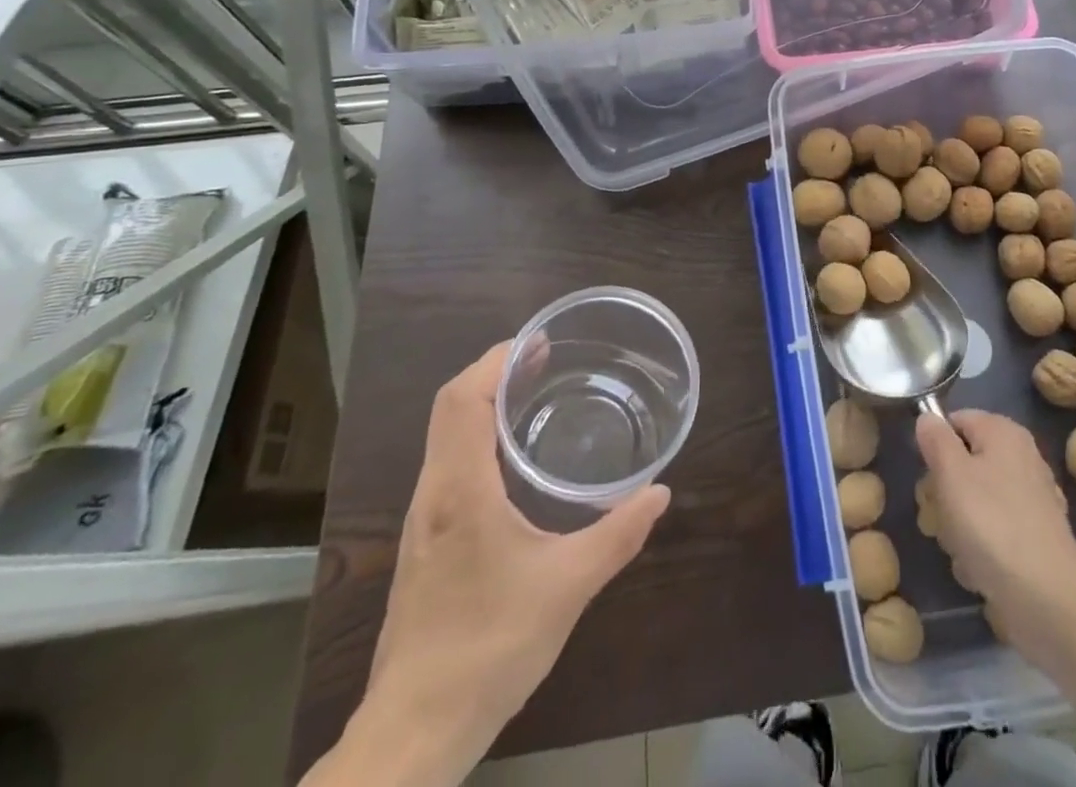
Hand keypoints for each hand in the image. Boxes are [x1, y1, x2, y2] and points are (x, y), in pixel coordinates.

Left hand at [322, 342, 669, 786]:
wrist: (414, 732)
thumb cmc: (489, 648)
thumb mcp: (568, 587)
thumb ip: (618, 535)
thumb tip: (660, 492)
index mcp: (461, 491)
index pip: (463, 400)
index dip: (497, 361)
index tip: (539, 343)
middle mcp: (433, 495)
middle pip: (450, 408)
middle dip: (495, 373)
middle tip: (546, 360)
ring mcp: (423, 521)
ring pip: (444, 437)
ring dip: (483, 403)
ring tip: (533, 395)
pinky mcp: (424, 544)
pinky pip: (447, 465)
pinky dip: (476, 437)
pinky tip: (513, 458)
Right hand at [915, 409, 1075, 659]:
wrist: (1048, 598)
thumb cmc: (992, 525)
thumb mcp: (951, 473)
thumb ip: (936, 439)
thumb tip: (928, 418)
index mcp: (1003, 432)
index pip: (955, 421)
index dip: (935, 446)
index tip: (927, 477)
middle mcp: (1022, 456)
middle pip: (964, 462)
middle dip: (945, 491)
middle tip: (938, 517)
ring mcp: (1032, 498)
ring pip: (975, 500)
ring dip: (959, 524)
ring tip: (960, 549)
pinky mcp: (1035, 536)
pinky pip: (994, 530)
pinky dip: (982, 547)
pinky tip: (979, 569)